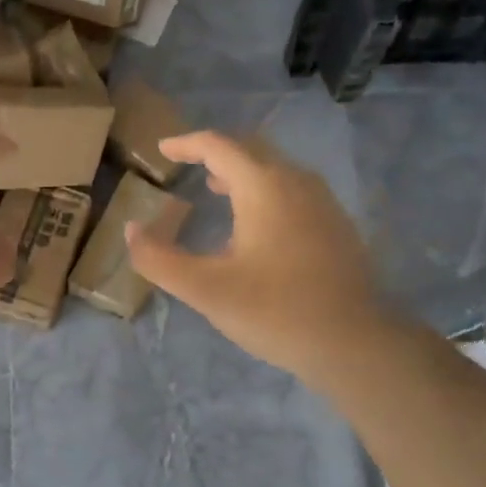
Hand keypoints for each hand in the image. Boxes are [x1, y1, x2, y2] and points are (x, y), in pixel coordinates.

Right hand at [126, 130, 386, 384]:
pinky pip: (294, 192)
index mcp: (264, 187)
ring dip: (243, 173)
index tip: (163, 150)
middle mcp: (297, 182)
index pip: (219, 146)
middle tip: (188, 166)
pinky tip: (258, 227)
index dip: (187, 144)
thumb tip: (131, 231)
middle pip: (251, 151)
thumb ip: (159, 259)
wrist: (354, 342)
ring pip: (276, 171)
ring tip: (217, 191)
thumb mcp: (206, 290)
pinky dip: (266, 193)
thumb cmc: (275, 311)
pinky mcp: (338, 226)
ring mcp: (323, 203)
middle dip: (216, 154)